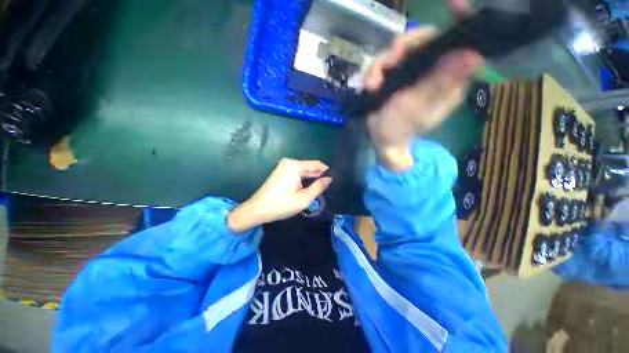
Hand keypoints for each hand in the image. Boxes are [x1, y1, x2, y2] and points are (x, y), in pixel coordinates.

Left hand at [227, 159, 332, 232]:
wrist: (257, 209)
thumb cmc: (281, 205)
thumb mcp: (304, 198)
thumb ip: (318, 187)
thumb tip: (329, 179)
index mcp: (294, 166)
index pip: (316, 164)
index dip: (326, 171)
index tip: (334, 178)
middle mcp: (289, 162)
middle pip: (309, 166)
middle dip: (319, 175)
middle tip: (328, 185)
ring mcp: (283, 166)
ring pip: (303, 170)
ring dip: (311, 177)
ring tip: (321, 186)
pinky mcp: (281, 171)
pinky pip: (297, 172)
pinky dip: (304, 178)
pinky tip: (309, 186)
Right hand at [364, 27, 483, 170]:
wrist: (382, 138)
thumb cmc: (400, 128)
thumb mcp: (418, 108)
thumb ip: (439, 84)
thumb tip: (473, 56)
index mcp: (448, 79)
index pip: (462, 44)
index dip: (462, 23)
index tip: (453, 5)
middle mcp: (433, 71)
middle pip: (425, 40)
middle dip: (404, 46)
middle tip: (389, 61)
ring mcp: (413, 72)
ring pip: (402, 49)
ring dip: (383, 63)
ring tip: (372, 84)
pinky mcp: (396, 75)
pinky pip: (386, 62)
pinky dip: (375, 72)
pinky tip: (369, 86)